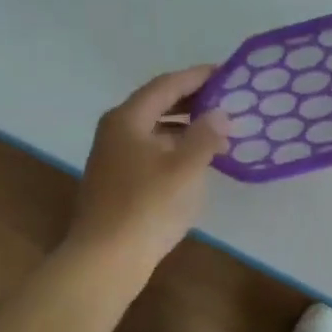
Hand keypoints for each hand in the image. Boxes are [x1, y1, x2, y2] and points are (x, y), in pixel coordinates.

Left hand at [67, 65, 230, 279]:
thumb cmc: (147, 207)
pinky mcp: (116, 183)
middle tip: (225, 102)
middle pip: (157, 106)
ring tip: (218, 135)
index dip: (197, 77)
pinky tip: (195, 165)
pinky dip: (174, 151)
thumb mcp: (184, 168)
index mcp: (127, 119)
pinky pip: (151, 154)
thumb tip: (219, 114)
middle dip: (192, 103)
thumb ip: (205, 136)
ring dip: (185, 130)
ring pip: (154, 132)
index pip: (166, 86)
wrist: (105, 259)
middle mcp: (115, 132)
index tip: (225, 73)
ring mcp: (112, 159)